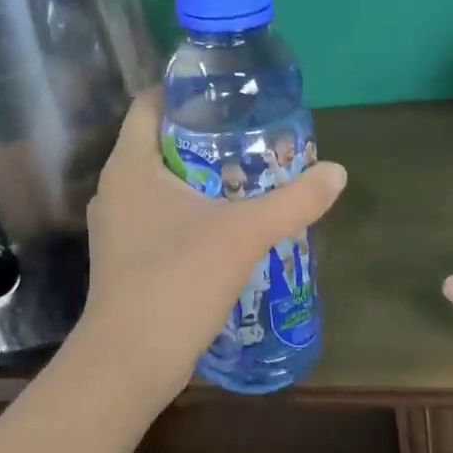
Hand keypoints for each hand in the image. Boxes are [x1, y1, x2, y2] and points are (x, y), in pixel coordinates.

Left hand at [70, 92, 346, 401]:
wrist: (131, 360)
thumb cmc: (178, 280)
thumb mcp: (244, 234)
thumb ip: (293, 201)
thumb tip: (337, 172)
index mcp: (130, 166)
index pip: (149, 104)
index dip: (186, 92)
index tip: (229, 96)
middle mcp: (115, 189)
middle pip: (160, 143)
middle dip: (206, 138)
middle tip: (253, 138)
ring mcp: (116, 227)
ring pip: (162, 185)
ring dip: (201, 180)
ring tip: (250, 179)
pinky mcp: (126, 259)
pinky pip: (161, 219)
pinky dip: (191, 214)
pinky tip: (228, 228)